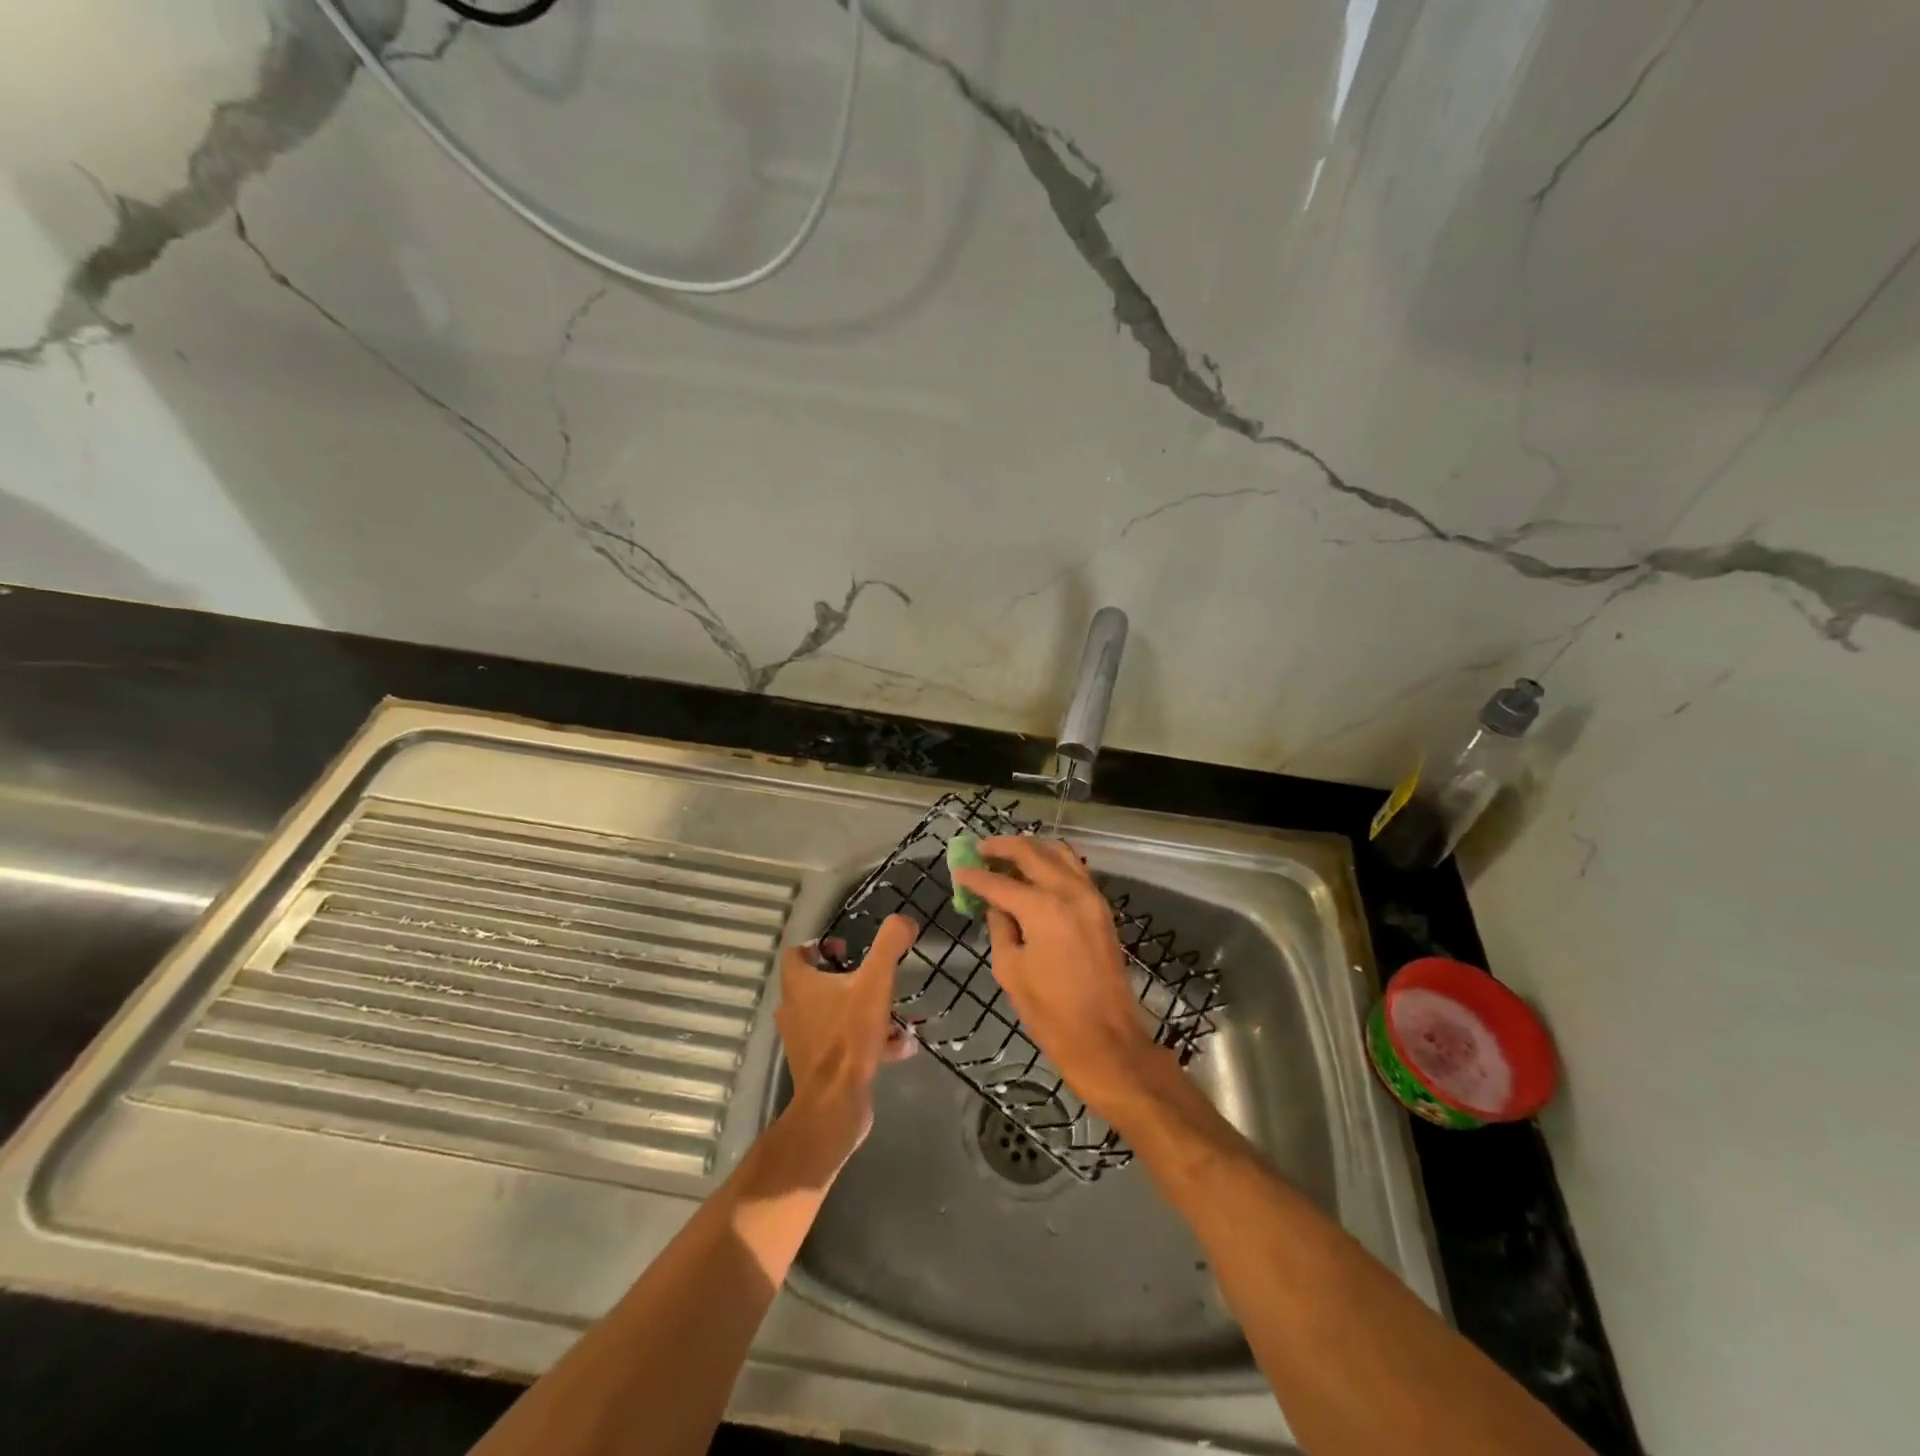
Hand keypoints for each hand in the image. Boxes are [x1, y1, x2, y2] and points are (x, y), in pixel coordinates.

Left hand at [775, 914, 917, 1162]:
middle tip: (875, 979)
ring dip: (866, 1011)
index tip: (848, 948)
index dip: (820, 946)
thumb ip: (889, 945)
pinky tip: (899, 1047)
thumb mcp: (875, 982)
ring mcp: (805, 1040)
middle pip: (818, 984)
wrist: (836, 1104)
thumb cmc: (849, 1036)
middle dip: (851, 979)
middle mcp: (794, 1010)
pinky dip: (869, 1041)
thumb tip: (904, 920)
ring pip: (836, 1015)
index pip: (797, 954)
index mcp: (799, 985)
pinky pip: (845, 1043)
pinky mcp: (819, 1066)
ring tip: (897, 1016)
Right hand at [953, 838, 1158, 1119]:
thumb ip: (1000, 928)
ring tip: (1006, 855)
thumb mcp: (1011, 970)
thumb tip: (996, 905)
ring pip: (1059, 853)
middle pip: (1032, 852)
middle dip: (1002, 848)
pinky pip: (1074, 869)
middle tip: (979, 849)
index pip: (1000, 882)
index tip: (958, 870)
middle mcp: (1069, 891)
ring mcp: (1091, 896)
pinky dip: (1053, 862)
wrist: (1107, 1040)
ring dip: (1031, 849)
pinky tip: (1035, 872)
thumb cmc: (1051, 1013)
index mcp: (1043, 908)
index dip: (975, 876)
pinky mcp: (1101, 908)